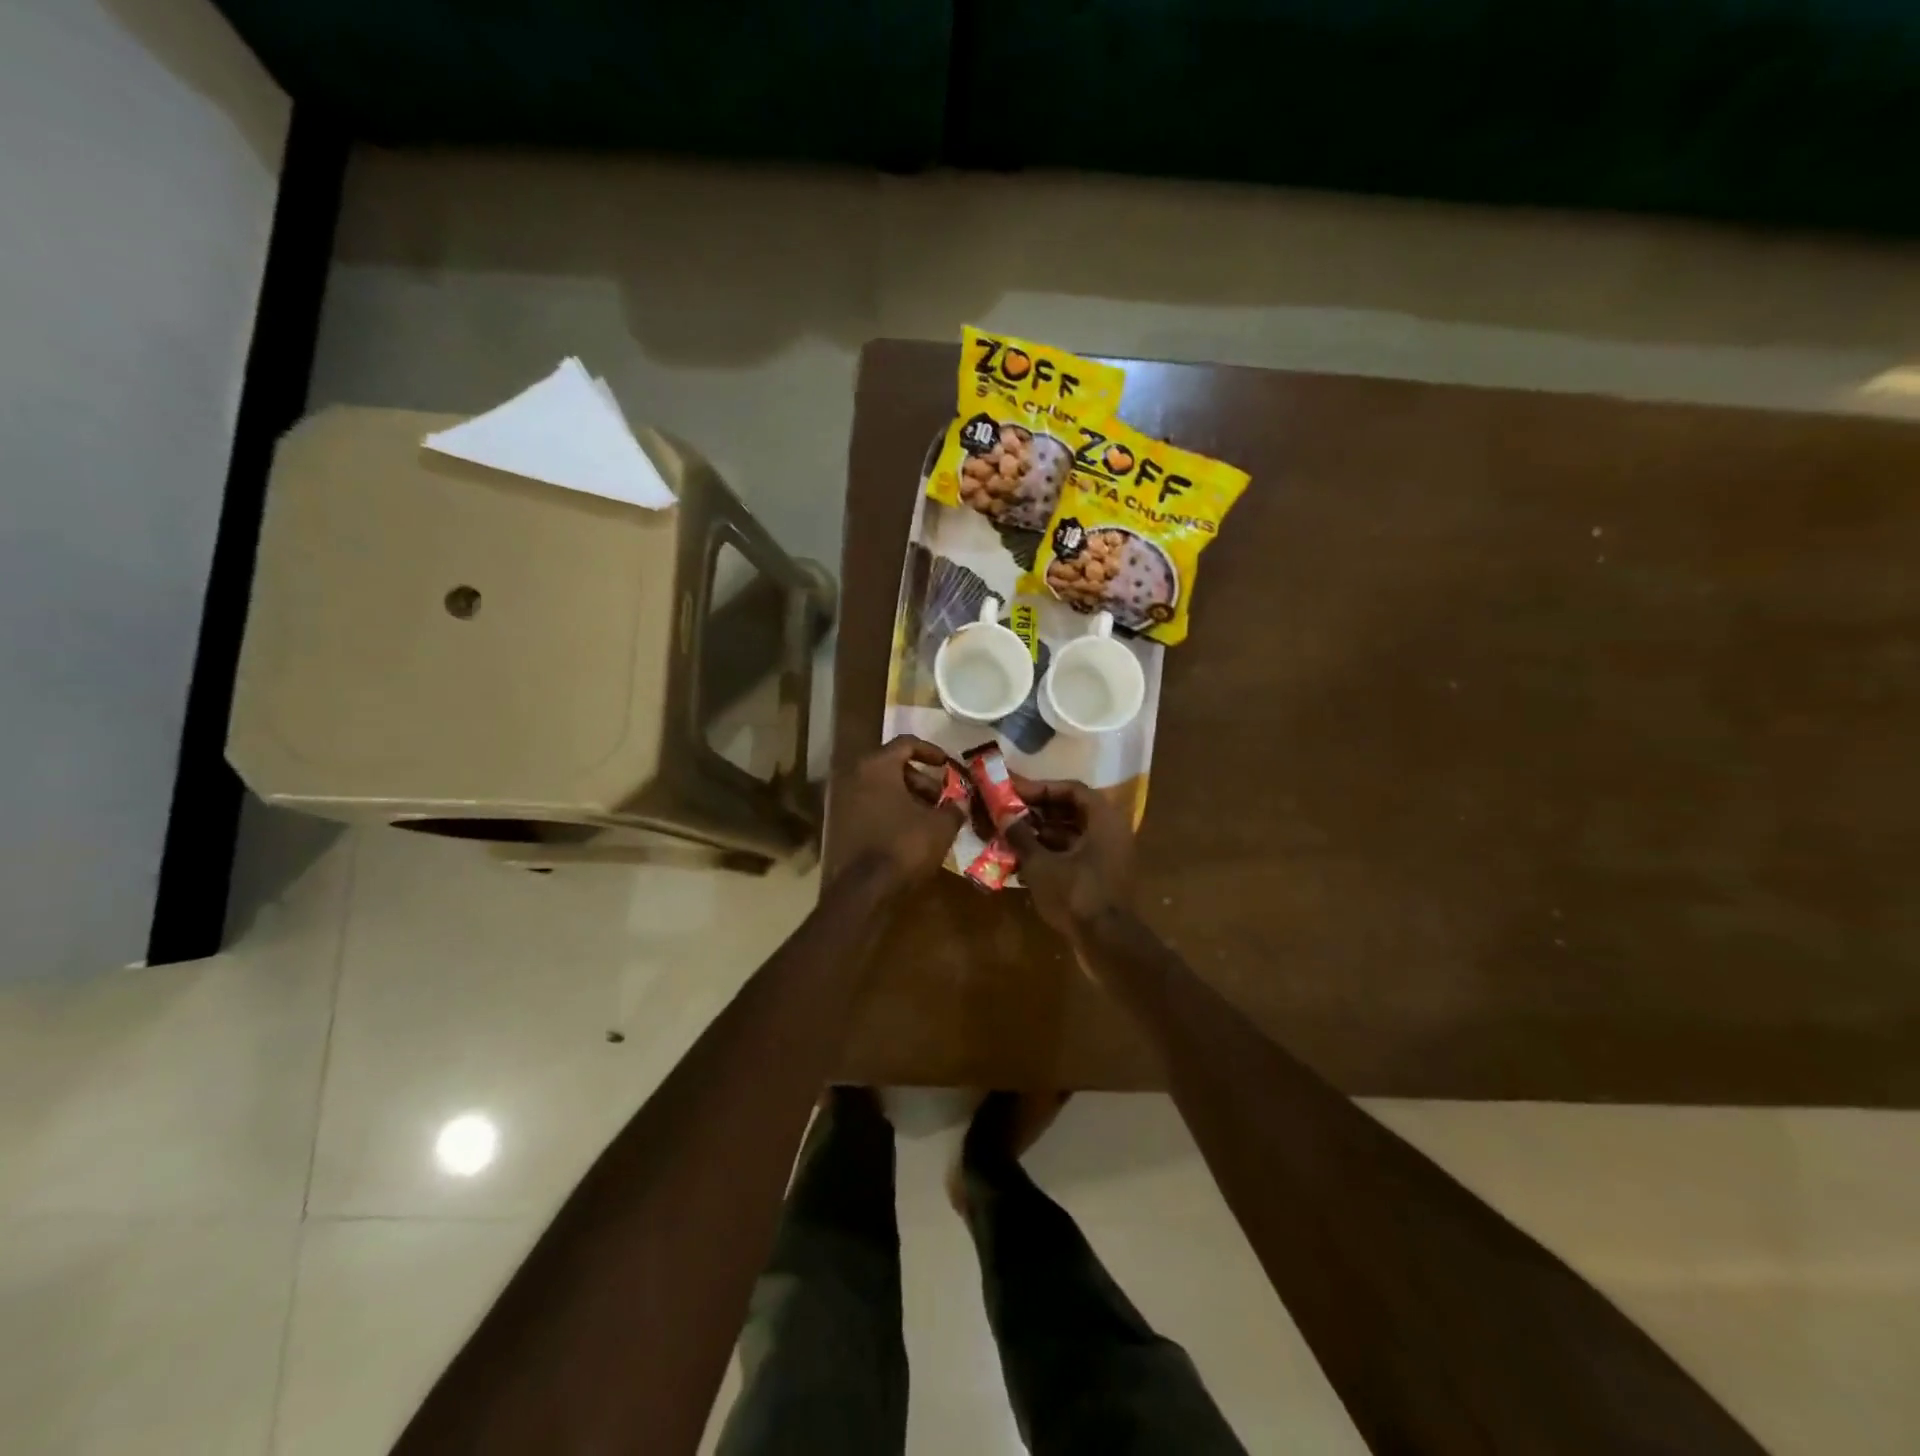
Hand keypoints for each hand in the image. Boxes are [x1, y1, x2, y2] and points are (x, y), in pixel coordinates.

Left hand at [830, 736, 965, 886]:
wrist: (862, 891)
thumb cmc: (903, 846)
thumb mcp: (940, 826)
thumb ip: (953, 809)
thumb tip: (960, 804)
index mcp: (876, 766)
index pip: (906, 744)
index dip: (932, 752)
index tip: (948, 766)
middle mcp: (853, 776)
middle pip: (892, 766)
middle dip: (920, 780)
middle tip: (940, 799)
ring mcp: (841, 801)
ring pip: (880, 788)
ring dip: (906, 798)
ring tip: (928, 818)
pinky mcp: (838, 825)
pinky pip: (869, 807)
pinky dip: (889, 812)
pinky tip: (909, 833)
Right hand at [1004, 777, 1133, 936]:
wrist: (1107, 943)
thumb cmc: (1076, 895)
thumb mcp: (1041, 864)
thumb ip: (1021, 836)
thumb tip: (1004, 815)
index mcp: (1104, 820)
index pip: (1072, 789)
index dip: (1042, 788)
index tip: (1014, 791)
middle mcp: (1112, 832)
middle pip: (1073, 811)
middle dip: (1039, 810)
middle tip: (1010, 811)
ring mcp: (1110, 856)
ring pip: (1074, 834)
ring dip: (1043, 832)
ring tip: (1011, 834)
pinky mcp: (1104, 877)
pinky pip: (1076, 854)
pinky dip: (1053, 853)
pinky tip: (1024, 859)